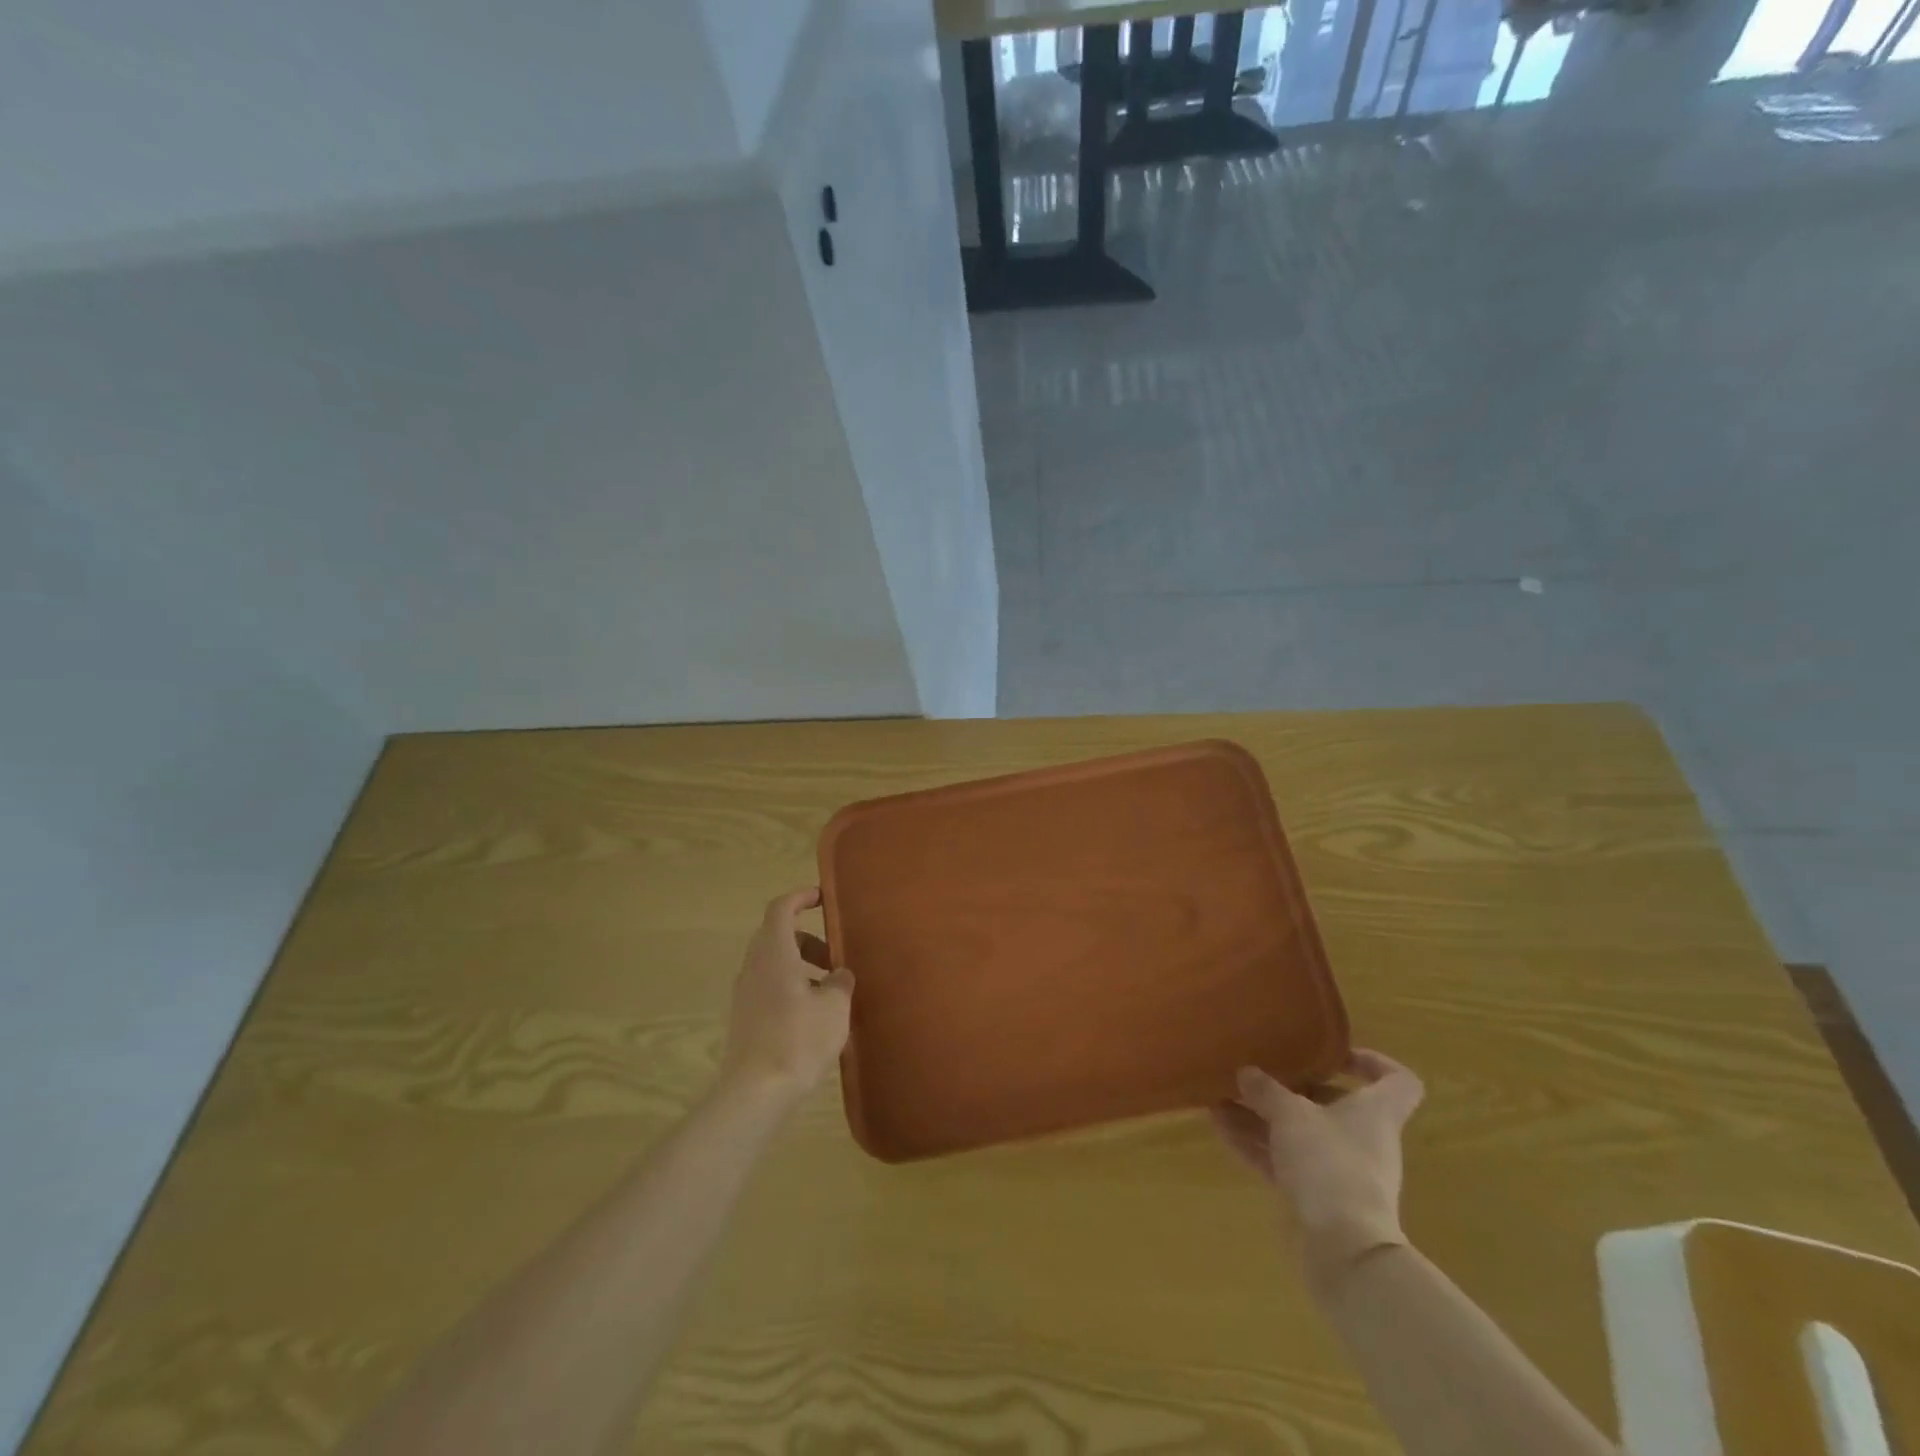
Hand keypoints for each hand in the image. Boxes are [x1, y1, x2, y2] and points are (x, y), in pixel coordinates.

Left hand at [718, 888, 854, 1104]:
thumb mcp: (834, 1007)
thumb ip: (840, 982)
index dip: (801, 897)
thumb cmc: (798, 1039)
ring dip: (801, 966)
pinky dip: (790, 987)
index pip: (781, 909)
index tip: (822, 898)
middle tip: (835, 957)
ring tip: (830, 990)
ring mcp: (745, 994)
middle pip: (777, 936)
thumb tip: (839, 975)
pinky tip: (812, 1015)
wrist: (756, 1092)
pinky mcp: (744, 1019)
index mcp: (774, 953)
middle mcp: (754, 967)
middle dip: (807, 940)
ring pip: (773, 964)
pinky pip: (769, 987)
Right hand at [1211, 1050, 1424, 1285]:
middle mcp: (1361, 1138)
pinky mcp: (1313, 1195)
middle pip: (1333, 1103)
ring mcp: (1337, 1169)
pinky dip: (1253, 1142)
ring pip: (1297, 1131)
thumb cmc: (1330, 1164)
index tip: (1334, 1053)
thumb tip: (1246, 1073)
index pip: (1398, 1081)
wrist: (1342, 1251)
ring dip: (1260, 1114)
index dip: (1374, 1062)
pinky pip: (1280, 1159)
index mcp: (1375, 1114)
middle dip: (1291, 1087)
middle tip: (1257, 1070)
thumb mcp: (1291, 1115)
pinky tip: (1218, 1126)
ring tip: (1221, 1095)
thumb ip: (1266, 1090)